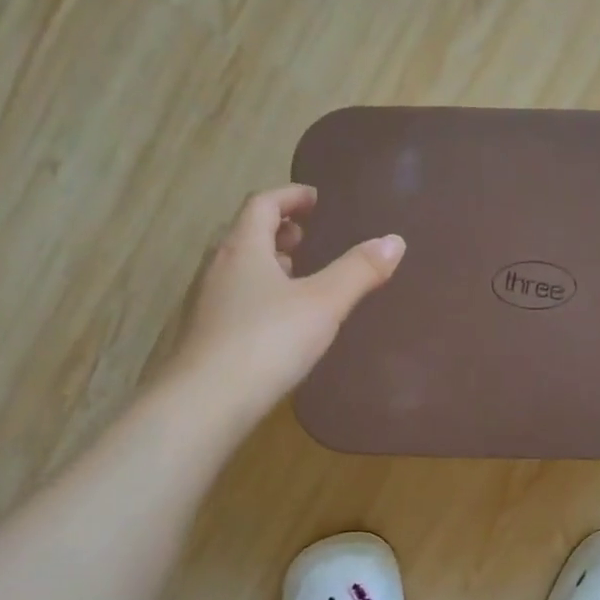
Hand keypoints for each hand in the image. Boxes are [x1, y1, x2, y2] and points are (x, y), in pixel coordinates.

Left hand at [168, 185, 404, 421]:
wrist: (206, 402)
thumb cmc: (267, 341)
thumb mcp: (323, 303)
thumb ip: (358, 271)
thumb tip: (394, 241)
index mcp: (243, 248)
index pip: (262, 204)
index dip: (290, 196)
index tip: (315, 199)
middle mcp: (218, 267)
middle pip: (245, 234)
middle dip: (277, 229)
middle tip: (305, 235)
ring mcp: (206, 302)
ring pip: (238, 268)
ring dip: (266, 263)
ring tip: (295, 273)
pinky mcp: (205, 335)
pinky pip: (234, 298)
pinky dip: (258, 293)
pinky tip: (277, 320)